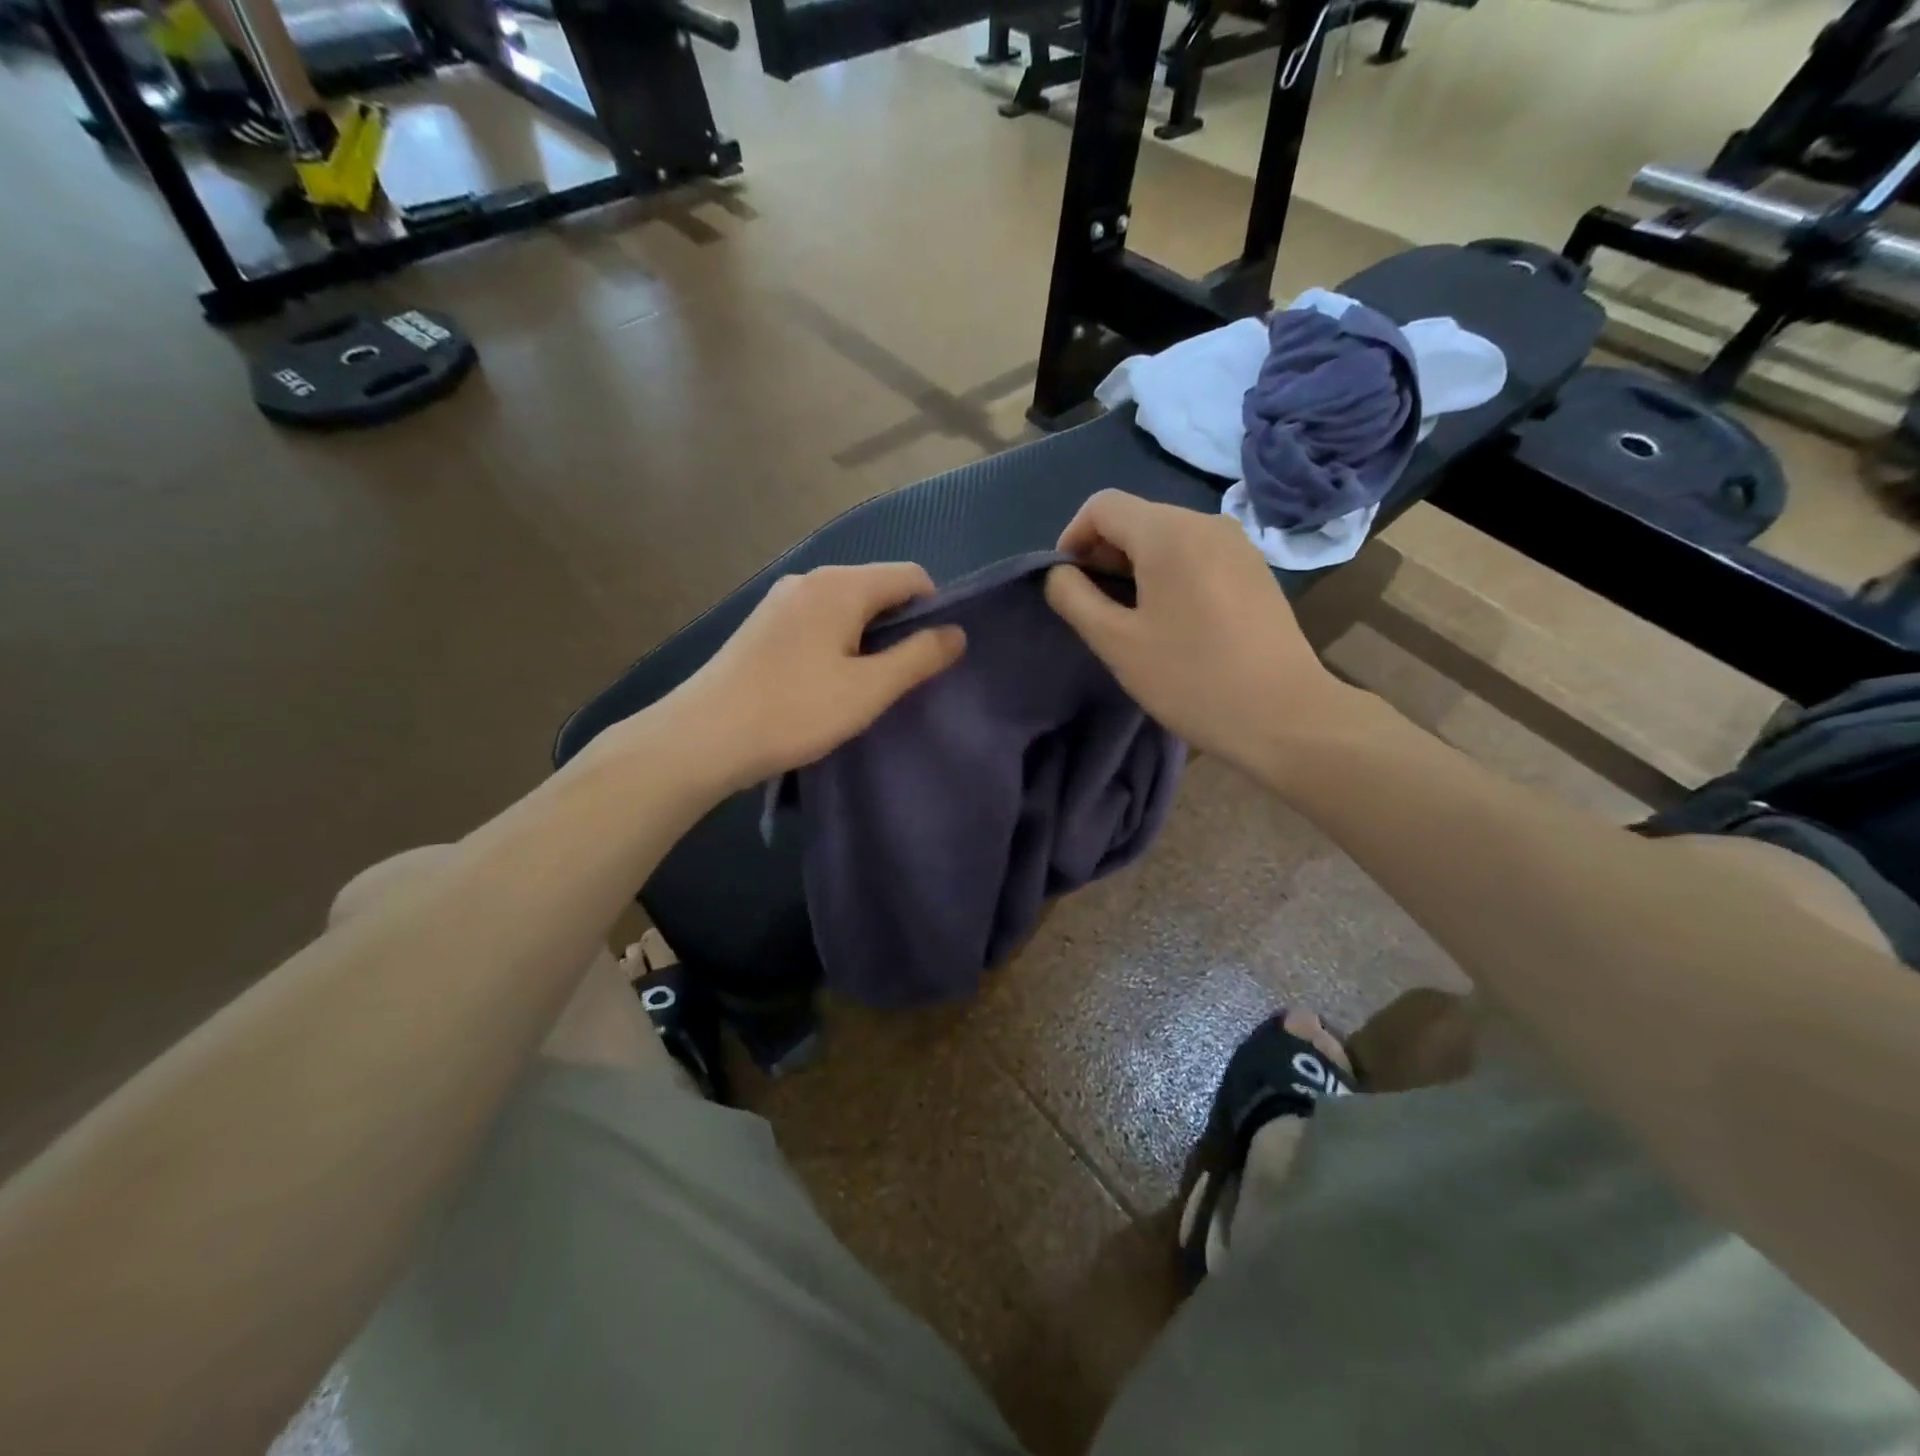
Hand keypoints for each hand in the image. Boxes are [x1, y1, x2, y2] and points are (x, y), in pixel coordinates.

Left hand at [668, 563, 965, 789]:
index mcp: (841, 585)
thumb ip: (918, 657)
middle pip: (877, 588)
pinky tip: (826, 683)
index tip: (932, 657)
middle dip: (900, 626)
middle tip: (901, 679)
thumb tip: (957, 633)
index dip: (934, 610)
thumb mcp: (869, 689)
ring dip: (867, 638)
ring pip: (846, 607)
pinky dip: (837, 643)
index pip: (910, 575)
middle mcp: (810, 579)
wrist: (703, 737)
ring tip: (865, 686)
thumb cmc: (795, 710)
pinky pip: (818, 621)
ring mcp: (781, 600)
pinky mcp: (763, 625)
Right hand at [1044, 492, 1350, 773]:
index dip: (1072, 539)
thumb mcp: (1117, 642)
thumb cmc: (1191, 678)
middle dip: (1103, 554)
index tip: (1066, 585)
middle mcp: (1206, 522)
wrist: (1284, 716)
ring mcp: (1237, 543)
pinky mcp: (1254, 569)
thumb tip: (1057, 573)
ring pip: (1167, 536)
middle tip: (1094, 608)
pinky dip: (1169, 573)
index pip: (1102, 506)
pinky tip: (1172, 619)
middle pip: (1136, 518)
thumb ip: (1074, 598)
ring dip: (1135, 566)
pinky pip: (1196, 554)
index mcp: (1169, 532)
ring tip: (1130, 617)